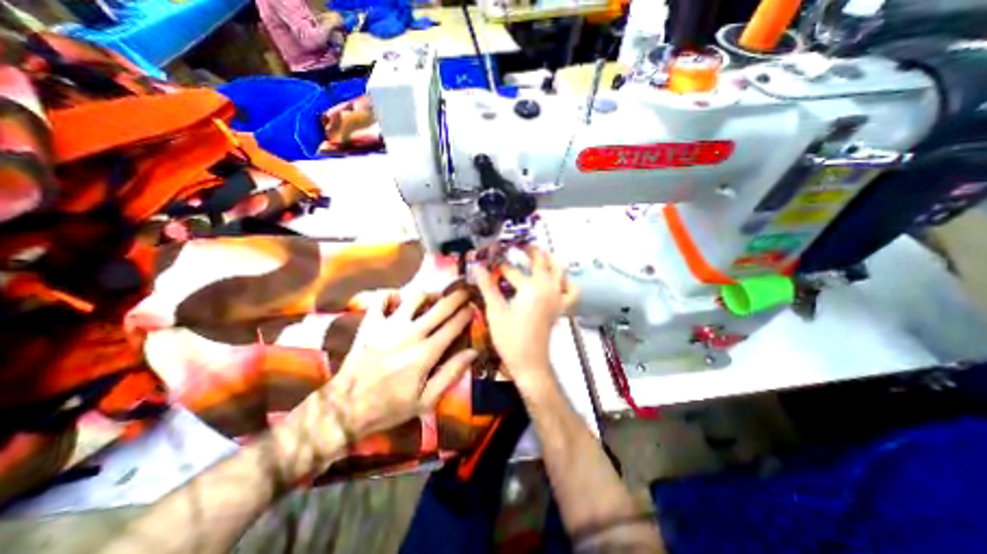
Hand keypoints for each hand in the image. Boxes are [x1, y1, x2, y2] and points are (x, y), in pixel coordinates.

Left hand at [270, 290, 474, 475]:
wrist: (345, 408)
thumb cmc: (389, 406)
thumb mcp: (426, 400)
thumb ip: (451, 373)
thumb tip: (473, 352)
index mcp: (426, 353)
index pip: (453, 326)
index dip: (466, 314)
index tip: (473, 307)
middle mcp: (410, 333)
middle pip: (440, 307)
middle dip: (456, 296)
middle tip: (464, 290)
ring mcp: (388, 326)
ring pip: (415, 297)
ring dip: (429, 294)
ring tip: (435, 297)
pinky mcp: (370, 324)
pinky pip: (381, 300)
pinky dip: (392, 295)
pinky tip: (399, 300)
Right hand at [471, 247, 575, 388]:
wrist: (530, 363)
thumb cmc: (510, 339)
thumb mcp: (495, 311)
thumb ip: (487, 286)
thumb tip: (476, 267)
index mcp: (531, 288)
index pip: (513, 269)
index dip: (500, 263)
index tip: (492, 258)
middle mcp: (548, 288)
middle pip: (542, 262)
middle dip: (530, 251)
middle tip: (518, 247)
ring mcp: (557, 297)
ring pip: (560, 270)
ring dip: (549, 260)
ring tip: (539, 255)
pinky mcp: (561, 307)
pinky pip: (571, 290)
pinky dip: (566, 281)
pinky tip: (558, 280)